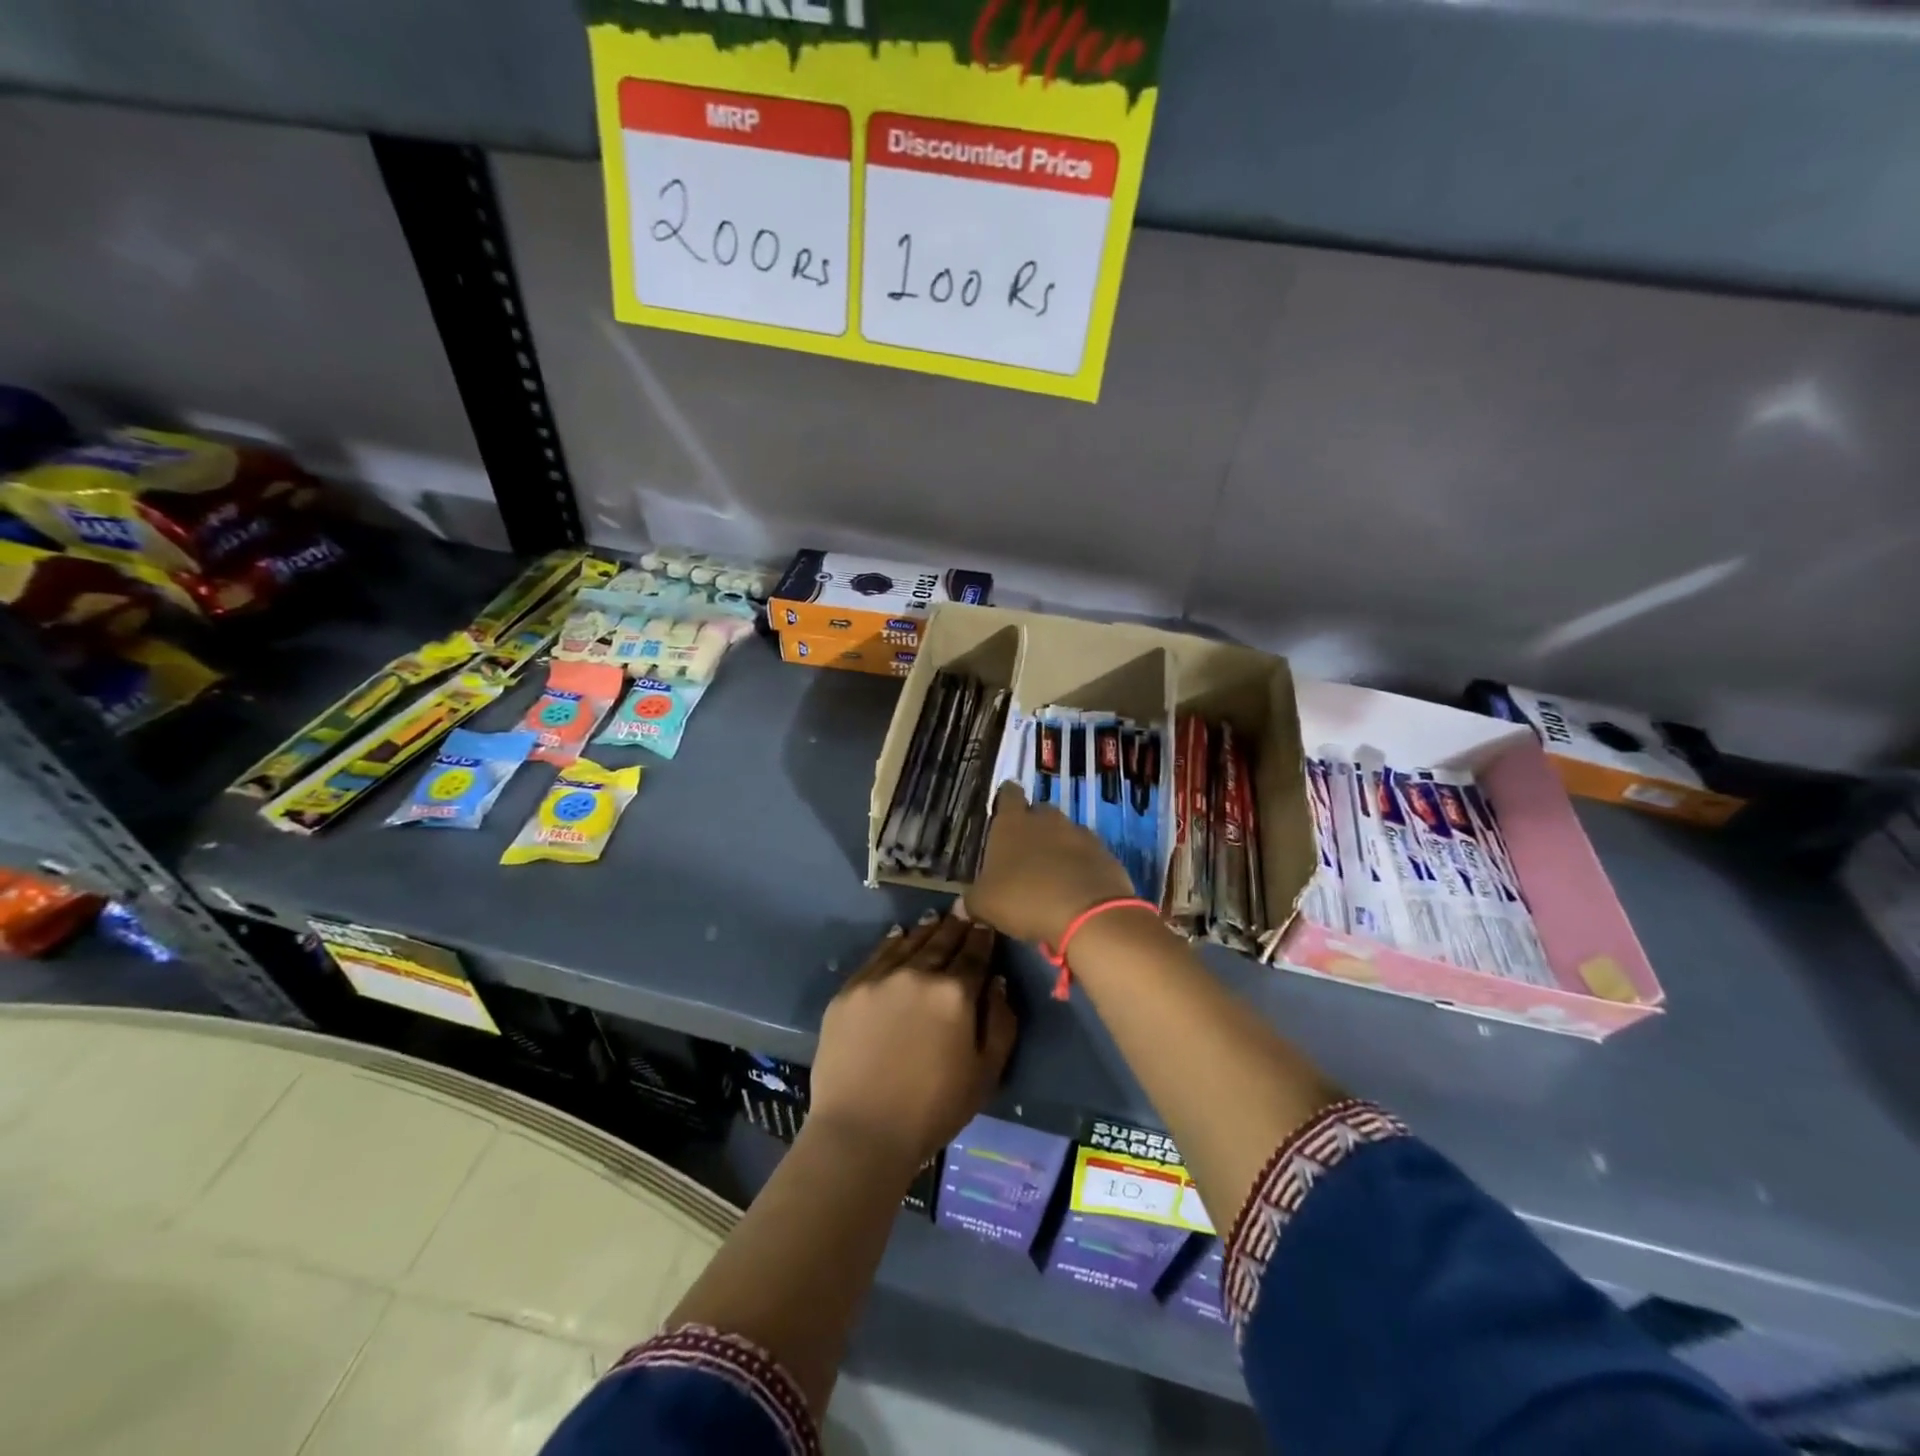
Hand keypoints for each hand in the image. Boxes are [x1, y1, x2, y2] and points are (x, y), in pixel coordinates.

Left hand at [809, 909, 1017, 1174]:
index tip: (987, 923)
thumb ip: (1000, 1023)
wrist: (862, 1131)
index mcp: (955, 993)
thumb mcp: (986, 1073)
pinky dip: (892, 941)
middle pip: (942, 941)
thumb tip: (997, 982)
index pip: (975, 953)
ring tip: (935, 918)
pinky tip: (899, 935)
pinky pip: (876, 955)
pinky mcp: (849, 990)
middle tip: (963, 910)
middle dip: (956, 925)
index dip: (983, 936)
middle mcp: (918, 974)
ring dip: (926, 929)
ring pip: (909, 942)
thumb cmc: (933, 1110)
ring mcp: (879, 978)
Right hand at [965, 783, 1137, 945]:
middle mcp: (1047, 819)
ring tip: (1051, 875)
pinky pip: (1087, 854)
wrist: (1088, 914)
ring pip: (1065, 833)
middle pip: (1039, 812)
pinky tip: (1075, 888)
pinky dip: (1081, 866)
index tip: (1003, 811)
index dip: (1006, 799)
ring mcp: (1079, 833)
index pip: (1008, 794)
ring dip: (1058, 848)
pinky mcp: (1104, 853)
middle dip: (1033, 828)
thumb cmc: (1024, 899)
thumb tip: (961, 905)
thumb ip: (972, 901)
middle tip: (1024, 854)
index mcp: (1012, 822)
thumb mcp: (985, 905)